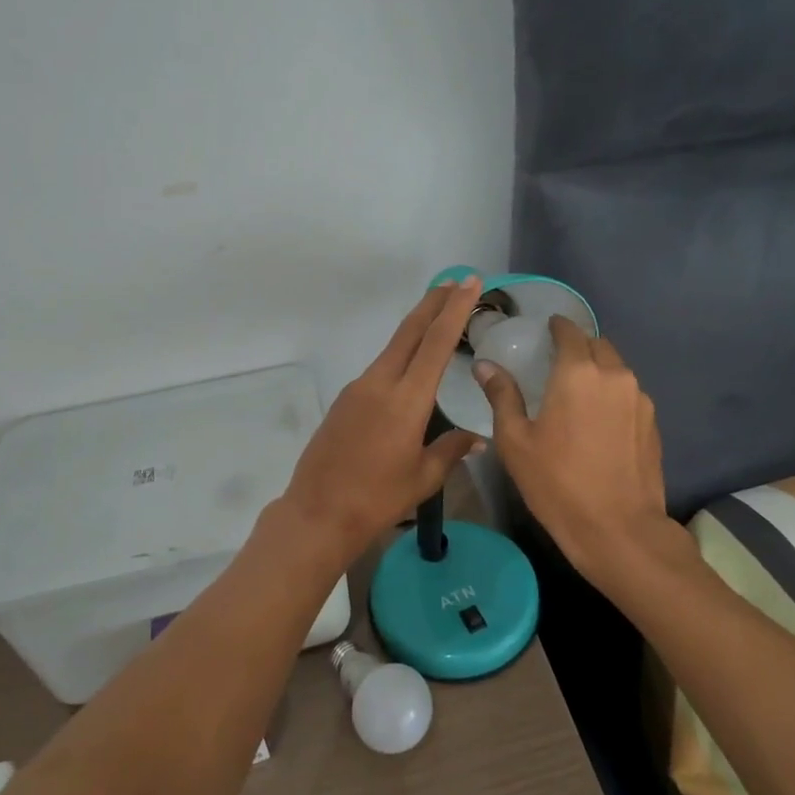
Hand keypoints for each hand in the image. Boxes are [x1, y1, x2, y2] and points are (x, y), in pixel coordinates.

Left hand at [280, 278, 485, 560]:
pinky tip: (410, 368)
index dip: (454, 310)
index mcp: (406, 400)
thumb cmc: (377, 499)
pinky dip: (400, 356)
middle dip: (434, 303)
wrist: (318, 513)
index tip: (469, 283)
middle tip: (456, 281)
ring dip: (416, 328)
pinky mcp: (344, 400)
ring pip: (393, 348)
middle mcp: (380, 383)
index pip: (435, 342)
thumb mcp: (423, 478)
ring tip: (439, 318)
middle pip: (409, 332)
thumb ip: (451, 450)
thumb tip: (477, 438)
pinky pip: (379, 369)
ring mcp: (358, 389)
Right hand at [474, 317, 669, 583]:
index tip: (545, 329)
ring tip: (577, 390)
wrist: (619, 529)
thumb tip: (485, 365)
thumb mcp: (516, 441)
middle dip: (578, 345)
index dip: (557, 326)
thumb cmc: (557, 483)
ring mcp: (640, 399)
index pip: (570, 332)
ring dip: (598, 369)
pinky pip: (629, 394)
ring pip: (617, 369)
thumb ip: (502, 396)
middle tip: (557, 361)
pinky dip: (612, 394)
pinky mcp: (653, 423)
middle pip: (597, 345)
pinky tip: (598, 418)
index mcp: (578, 373)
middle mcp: (614, 376)